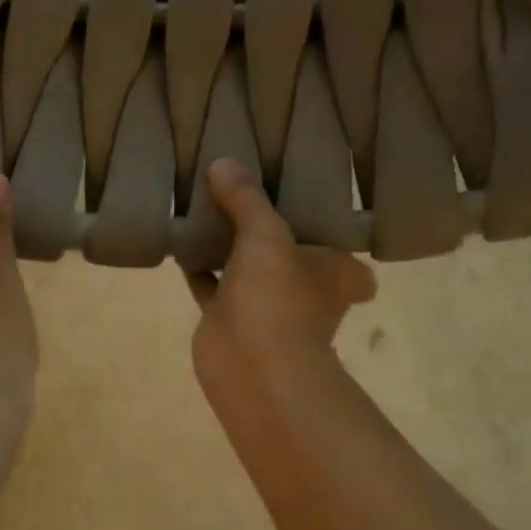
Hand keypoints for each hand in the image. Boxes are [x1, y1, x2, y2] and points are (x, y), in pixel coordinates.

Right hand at [186, 159, 375, 400]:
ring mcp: (267, 309)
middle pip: (291, 256)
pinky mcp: (230, 321)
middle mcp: (306, 291)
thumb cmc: (277, 297)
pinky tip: (182, 245)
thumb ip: (246, 199)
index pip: (348, 257)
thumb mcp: (266, 234)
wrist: (249, 367)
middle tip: (249, 196)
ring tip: (209, 210)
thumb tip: (222, 163)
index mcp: (335, 273)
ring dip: (231, 249)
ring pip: (249, 270)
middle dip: (272, 235)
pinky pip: (214, 287)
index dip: (335, 238)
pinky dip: (200, 270)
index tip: (313, 212)